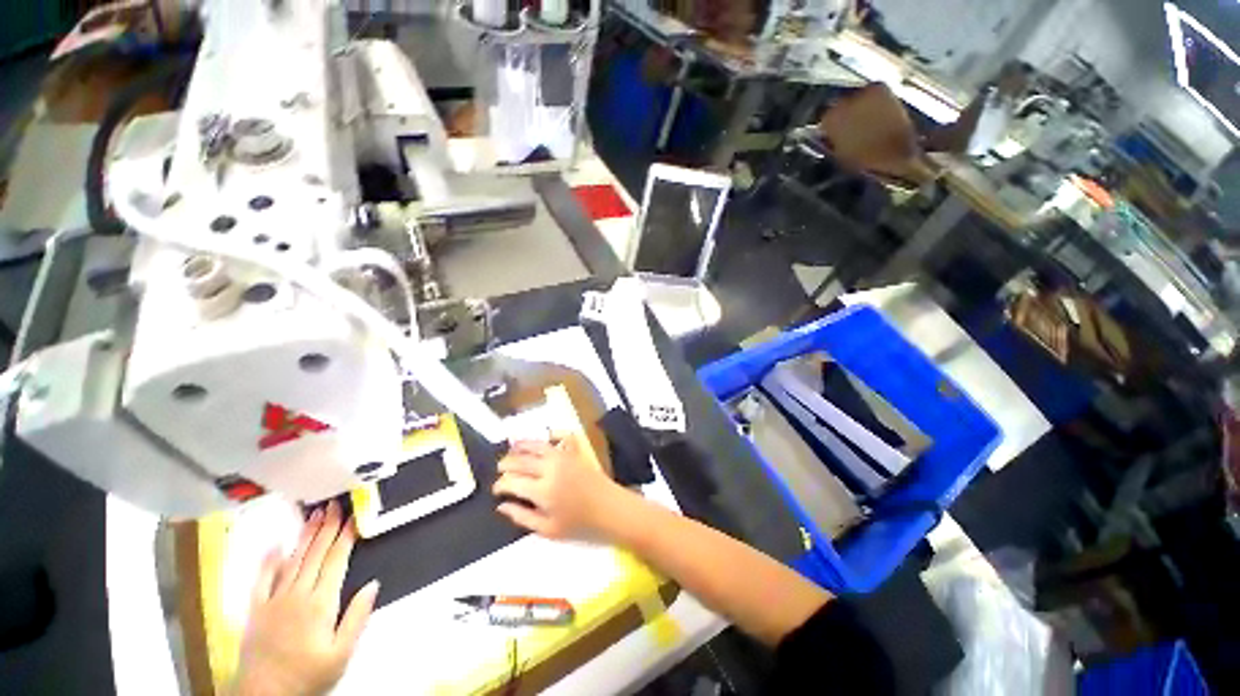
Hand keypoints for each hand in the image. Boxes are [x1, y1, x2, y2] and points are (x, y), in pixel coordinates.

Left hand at [233, 501, 378, 695]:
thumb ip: (357, 617)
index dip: (345, 537)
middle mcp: (297, 596)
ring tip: (315, 515)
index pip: (336, 561)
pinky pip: (262, 580)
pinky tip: (276, 546)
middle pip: (315, 555)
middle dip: (326, 528)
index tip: (352, 518)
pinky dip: (269, 561)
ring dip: (305, 536)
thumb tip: (373, 584)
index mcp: (320, 604)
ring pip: (292, 561)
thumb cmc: (308, 677)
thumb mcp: (341, 654)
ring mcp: (273, 601)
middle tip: (334, 505)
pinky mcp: (256, 610)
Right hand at [493, 438, 634, 541]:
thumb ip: (522, 517)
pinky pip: (557, 439)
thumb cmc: (579, 523)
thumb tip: (501, 506)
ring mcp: (562, 457)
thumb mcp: (548, 529)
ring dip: (521, 445)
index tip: (496, 490)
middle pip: (521, 461)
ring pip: (536, 446)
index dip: (500, 485)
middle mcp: (549, 469)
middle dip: (506, 464)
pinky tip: (540, 439)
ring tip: (511, 448)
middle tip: (499, 469)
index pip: (512, 482)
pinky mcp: (573, 452)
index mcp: (541, 491)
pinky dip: (546, 436)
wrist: (608, 507)